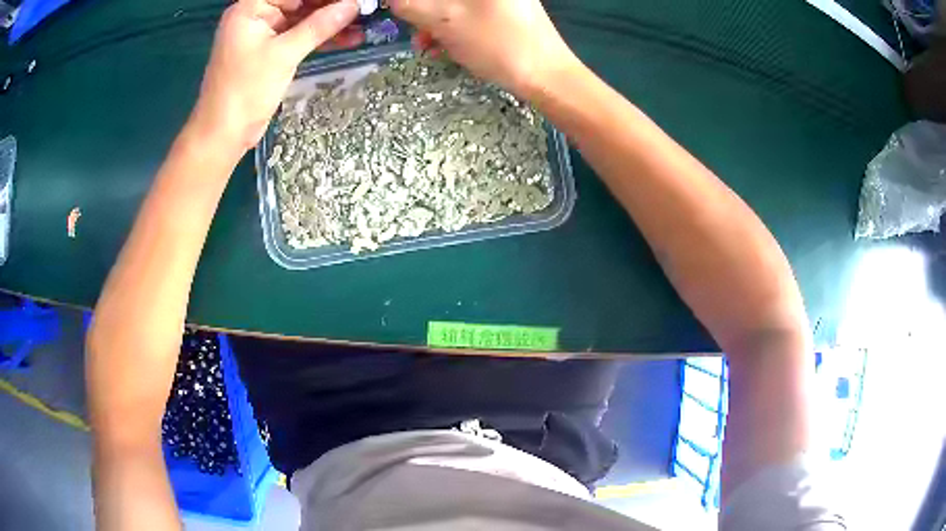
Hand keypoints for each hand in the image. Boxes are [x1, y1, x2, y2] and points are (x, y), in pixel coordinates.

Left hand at [191, 0, 361, 152]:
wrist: (224, 135)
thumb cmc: (245, 90)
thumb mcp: (284, 54)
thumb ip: (319, 26)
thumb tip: (354, 4)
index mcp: (251, 8)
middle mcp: (257, 16)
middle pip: (299, 2)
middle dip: (331, 6)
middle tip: (364, 7)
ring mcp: (264, 34)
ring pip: (303, 19)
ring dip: (331, 22)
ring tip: (364, 22)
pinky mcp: (271, 51)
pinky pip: (300, 37)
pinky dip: (321, 38)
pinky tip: (350, 38)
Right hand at [390, 0, 579, 98]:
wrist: (547, 76)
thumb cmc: (497, 44)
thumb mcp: (445, 21)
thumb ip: (411, 5)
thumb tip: (394, 0)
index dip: (415, 2)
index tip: (401, 13)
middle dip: (424, 10)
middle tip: (415, 30)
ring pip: (455, 4)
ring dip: (435, 21)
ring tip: (428, 45)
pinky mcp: (506, 11)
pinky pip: (470, 13)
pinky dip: (454, 26)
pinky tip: (446, 46)